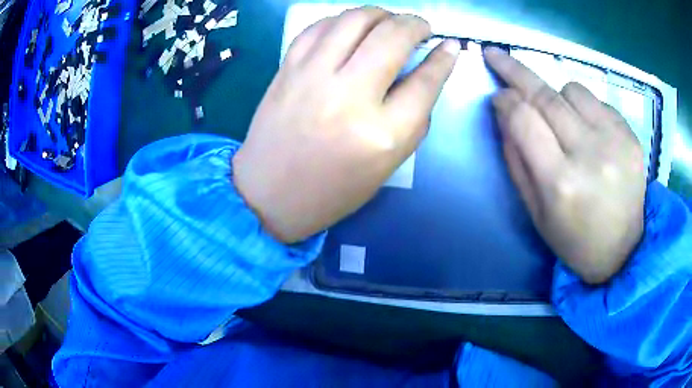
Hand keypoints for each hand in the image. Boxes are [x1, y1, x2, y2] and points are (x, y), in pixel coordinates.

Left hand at [233, 7, 460, 242]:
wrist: (270, 194)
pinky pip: (319, 27)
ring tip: (388, 21)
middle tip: (420, 27)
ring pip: (354, 20)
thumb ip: (414, 117)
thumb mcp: (388, 164)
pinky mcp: (287, 69)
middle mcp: (348, 96)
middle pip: (392, 38)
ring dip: (380, 13)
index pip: (425, 82)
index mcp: (381, 134)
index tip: (450, 46)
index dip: (444, 59)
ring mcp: (312, 77)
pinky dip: (342, 20)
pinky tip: (351, 27)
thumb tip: (428, 71)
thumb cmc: (333, 189)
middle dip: (415, 24)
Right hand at [485, 48, 645, 283]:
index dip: (505, 101)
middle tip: (496, 55)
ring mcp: (615, 141)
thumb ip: (516, 160)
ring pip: (572, 89)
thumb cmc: (574, 239)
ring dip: (556, 95)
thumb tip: (503, 111)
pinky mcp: (630, 136)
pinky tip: (587, 129)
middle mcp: (590, 155)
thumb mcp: (536, 212)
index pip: (523, 119)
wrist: (623, 251)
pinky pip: (597, 101)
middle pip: (546, 96)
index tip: (497, 95)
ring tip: (560, 117)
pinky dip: (583, 107)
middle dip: (516, 71)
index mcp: (561, 183)